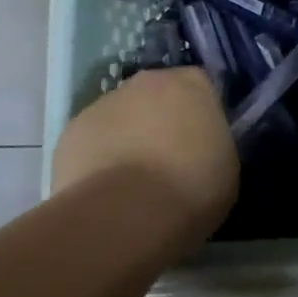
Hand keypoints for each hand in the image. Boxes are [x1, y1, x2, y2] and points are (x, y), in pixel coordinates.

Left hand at [51, 68, 237, 242]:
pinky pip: (92, 141)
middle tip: (168, 161)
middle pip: (156, 96)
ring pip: (121, 117)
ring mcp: (104, 103)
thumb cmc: (191, 188)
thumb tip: (201, 148)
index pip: (200, 88)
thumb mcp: (226, 166)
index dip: (199, 115)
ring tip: (132, 184)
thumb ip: (213, 144)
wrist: (125, 214)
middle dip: (160, 121)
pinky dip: (98, 159)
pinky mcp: (71, 131)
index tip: (202, 143)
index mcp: (191, 84)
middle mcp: (146, 82)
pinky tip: (105, 191)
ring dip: (127, 138)